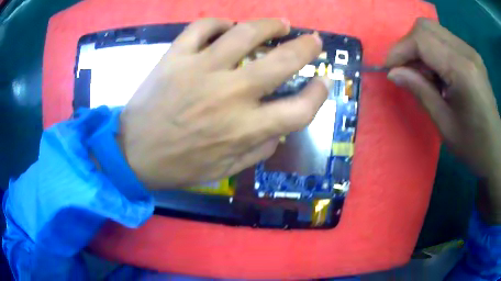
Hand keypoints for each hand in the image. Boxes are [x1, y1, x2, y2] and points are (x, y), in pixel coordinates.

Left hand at [119, 18, 331, 188]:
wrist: (132, 154)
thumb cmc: (179, 166)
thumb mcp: (225, 170)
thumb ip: (258, 150)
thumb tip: (279, 129)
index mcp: (244, 129)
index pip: (300, 109)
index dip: (319, 94)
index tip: (323, 83)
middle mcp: (229, 94)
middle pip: (282, 62)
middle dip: (306, 48)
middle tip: (313, 41)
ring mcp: (200, 70)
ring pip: (245, 33)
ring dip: (270, 25)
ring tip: (280, 25)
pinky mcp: (175, 57)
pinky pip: (202, 27)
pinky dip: (218, 23)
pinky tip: (226, 27)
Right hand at [386, 18, 500, 222]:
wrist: (495, 150)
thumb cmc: (473, 146)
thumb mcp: (445, 125)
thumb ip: (420, 91)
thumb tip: (393, 73)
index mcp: (462, 71)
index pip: (421, 40)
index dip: (400, 50)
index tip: (389, 69)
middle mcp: (467, 52)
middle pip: (425, 27)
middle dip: (408, 44)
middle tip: (405, 70)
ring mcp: (470, 51)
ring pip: (433, 30)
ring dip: (420, 47)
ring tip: (423, 75)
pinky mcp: (471, 54)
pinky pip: (444, 39)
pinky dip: (433, 51)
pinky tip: (437, 73)